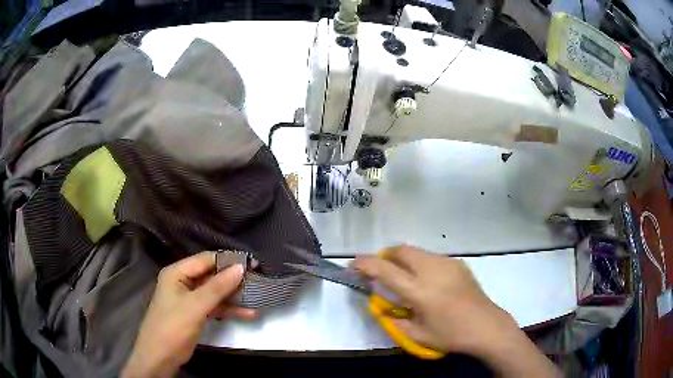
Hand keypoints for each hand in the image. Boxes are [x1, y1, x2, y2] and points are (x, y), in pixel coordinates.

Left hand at [122, 251, 256, 377]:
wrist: (160, 356)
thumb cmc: (173, 326)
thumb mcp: (195, 306)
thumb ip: (217, 287)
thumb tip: (240, 267)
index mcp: (177, 273)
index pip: (206, 260)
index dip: (229, 261)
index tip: (252, 265)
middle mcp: (183, 282)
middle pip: (212, 275)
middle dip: (233, 280)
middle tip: (258, 281)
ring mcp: (189, 299)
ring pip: (215, 292)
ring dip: (234, 297)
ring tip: (257, 298)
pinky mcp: (195, 313)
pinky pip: (214, 306)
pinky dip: (229, 309)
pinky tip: (247, 313)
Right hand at [353, 245, 559, 376]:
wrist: (486, 326)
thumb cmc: (451, 335)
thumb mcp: (417, 335)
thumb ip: (394, 319)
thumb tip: (381, 307)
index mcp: (420, 291)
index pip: (385, 270)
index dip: (366, 264)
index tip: (353, 263)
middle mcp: (432, 270)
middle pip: (401, 250)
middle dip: (386, 256)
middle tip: (380, 270)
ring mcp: (447, 264)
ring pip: (417, 251)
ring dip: (403, 258)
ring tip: (403, 276)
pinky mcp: (458, 263)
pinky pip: (431, 256)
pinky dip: (419, 262)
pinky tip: (426, 280)